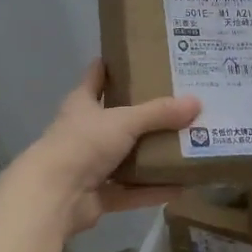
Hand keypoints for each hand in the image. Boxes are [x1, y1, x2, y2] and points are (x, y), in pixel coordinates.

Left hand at [14, 60, 200, 235]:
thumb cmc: (83, 144)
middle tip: (178, 102)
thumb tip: (196, 102)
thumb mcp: (124, 121)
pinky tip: (180, 186)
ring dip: (151, 155)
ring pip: (126, 157)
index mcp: (82, 104)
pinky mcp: (98, 195)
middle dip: (144, 113)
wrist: (54, 195)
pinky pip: (131, 191)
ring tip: (185, 144)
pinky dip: (153, 190)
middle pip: (117, 118)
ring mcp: (90, 165)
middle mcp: (84, 132)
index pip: (96, 76)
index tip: (137, 55)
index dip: (112, 65)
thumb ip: (159, 113)